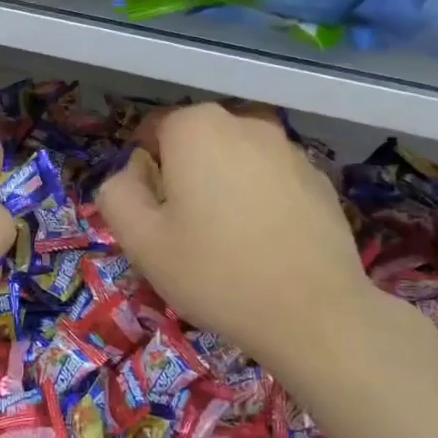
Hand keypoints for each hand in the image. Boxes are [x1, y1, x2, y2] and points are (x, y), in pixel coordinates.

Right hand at [97, 104, 379, 365]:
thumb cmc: (216, 272)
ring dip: (224, 184)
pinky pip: (273, 179)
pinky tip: (265, 244)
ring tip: (228, 240)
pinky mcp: (320, 179)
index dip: (144, 170)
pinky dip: (261, 199)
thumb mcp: (141, 241)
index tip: (151, 212)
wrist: (314, 314)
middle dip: (185, 174)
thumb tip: (131, 173)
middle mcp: (246, 123)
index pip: (153, 129)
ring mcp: (289, 149)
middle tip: (185, 229)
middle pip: (197, 141)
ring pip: (237, 158)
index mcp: (197, 128)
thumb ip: (117, 194)